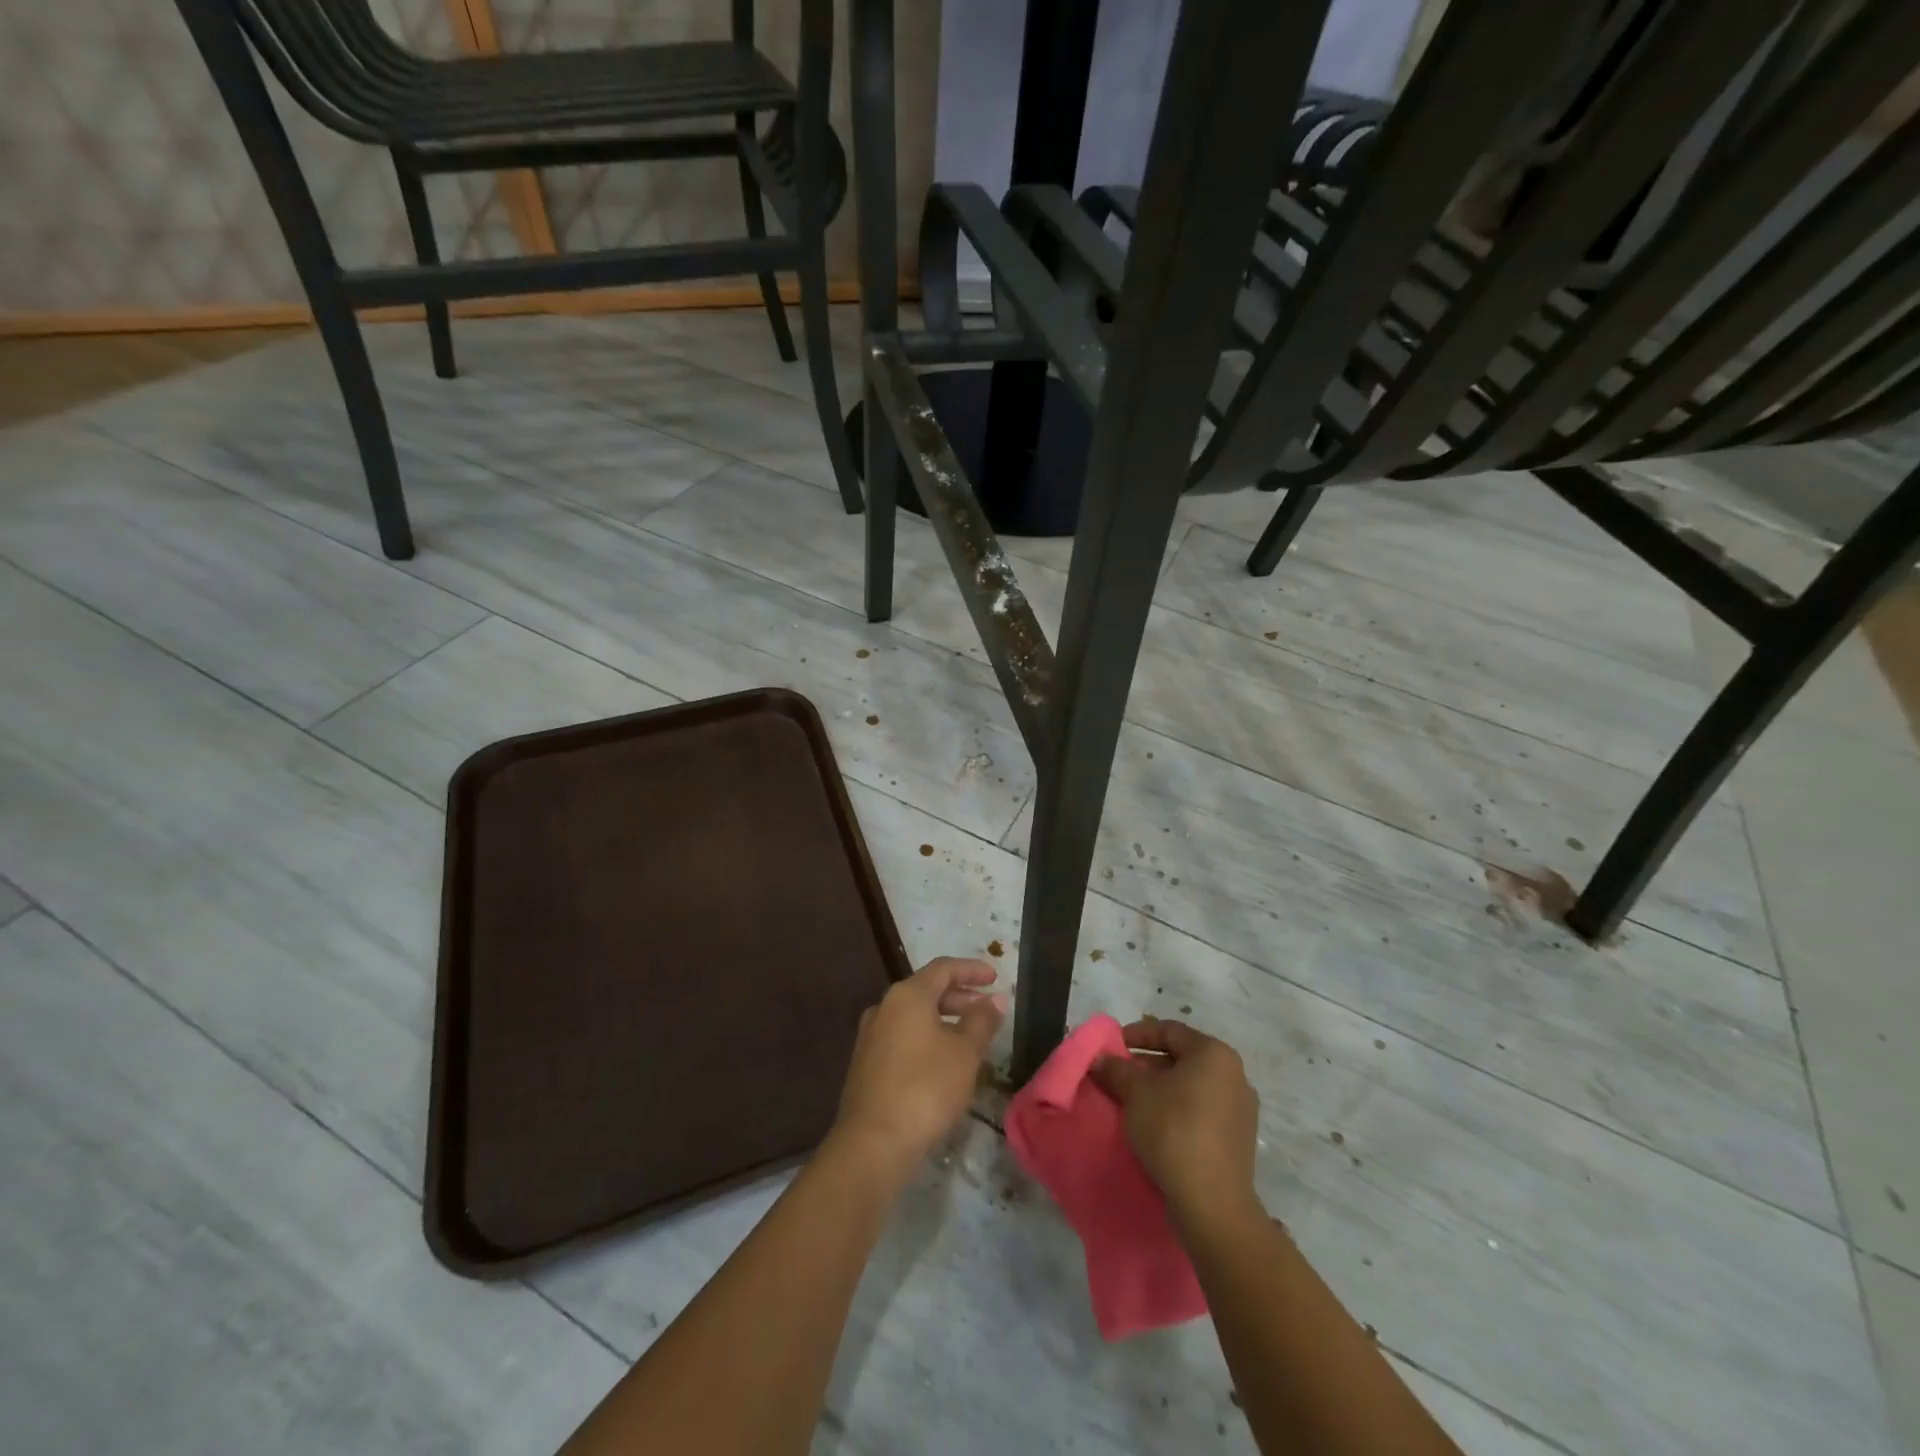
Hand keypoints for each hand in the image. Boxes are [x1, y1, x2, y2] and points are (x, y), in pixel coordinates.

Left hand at [831, 958, 1006, 1178]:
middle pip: (926, 990)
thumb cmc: (925, 1088)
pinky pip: (903, 1037)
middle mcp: (884, 1007)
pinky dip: (927, 1038)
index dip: (971, 969)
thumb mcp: (965, 1053)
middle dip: (960, 996)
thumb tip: (996, 998)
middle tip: (986, 1008)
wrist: (873, 1143)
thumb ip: (982, 1021)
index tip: (995, 977)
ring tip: (971, 1037)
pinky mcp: (866, 1064)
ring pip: (914, 1016)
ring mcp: (871, 1036)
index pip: (943, 968)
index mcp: (907, 995)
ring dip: (944, 1020)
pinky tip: (944, 1062)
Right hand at [1091, 1018, 1260, 1227]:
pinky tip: (1156, 1125)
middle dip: (1146, 1064)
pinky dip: (1177, 1110)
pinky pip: (1202, 1111)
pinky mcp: (1239, 1139)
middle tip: (1118, 1075)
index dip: (1136, 1034)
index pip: (1169, 1030)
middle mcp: (1234, 1074)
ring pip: (1192, 1086)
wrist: (1212, 1203)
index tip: (1112, 1046)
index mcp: (1214, 1053)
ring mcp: (1241, 1109)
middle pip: (1182, 1058)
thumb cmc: (1173, 1130)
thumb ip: (1116, 1069)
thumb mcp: (1135, 1093)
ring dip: (1161, 1089)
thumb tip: (1100, 1059)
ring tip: (1132, 1102)